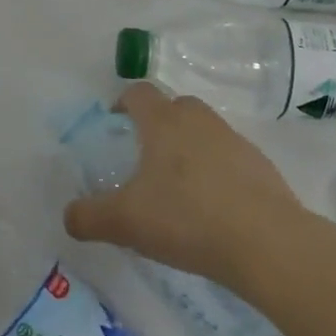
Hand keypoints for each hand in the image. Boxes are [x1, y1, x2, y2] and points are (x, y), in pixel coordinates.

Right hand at [64, 83, 309, 285]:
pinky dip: (217, 172)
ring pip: (205, 131)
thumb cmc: (187, 218)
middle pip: (175, 105)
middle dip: (158, 122)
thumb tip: (68, 217)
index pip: (138, 92)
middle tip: (145, 154)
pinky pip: (230, 158)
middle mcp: (199, 121)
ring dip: (190, 147)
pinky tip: (213, 207)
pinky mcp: (261, 166)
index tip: (114, 121)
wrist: (267, 243)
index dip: (123, 101)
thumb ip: (89, 217)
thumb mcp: (125, 222)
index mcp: (163, 122)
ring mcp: (234, 141)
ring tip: (179, 185)